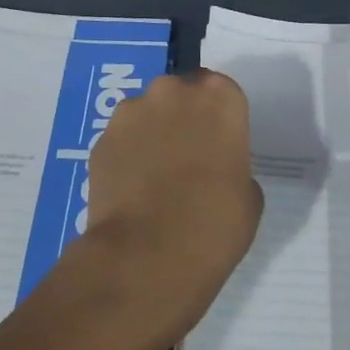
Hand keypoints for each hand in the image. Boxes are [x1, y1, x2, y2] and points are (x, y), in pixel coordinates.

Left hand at [81, 69, 262, 342]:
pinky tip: (132, 192)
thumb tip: (214, 170)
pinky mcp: (101, 139)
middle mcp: (174, 91)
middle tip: (188, 161)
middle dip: (183, 119)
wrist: (146, 257)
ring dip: (152, 135)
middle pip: (181, 95)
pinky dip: (126, 157)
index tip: (219, 148)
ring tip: (155, 180)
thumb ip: (233, 164)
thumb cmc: (214, 225)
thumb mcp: (249, 196)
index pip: (222, 93)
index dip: (219, 120)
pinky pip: (121, 140)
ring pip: (147, 114)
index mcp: (219, 98)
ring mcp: (131, 112)